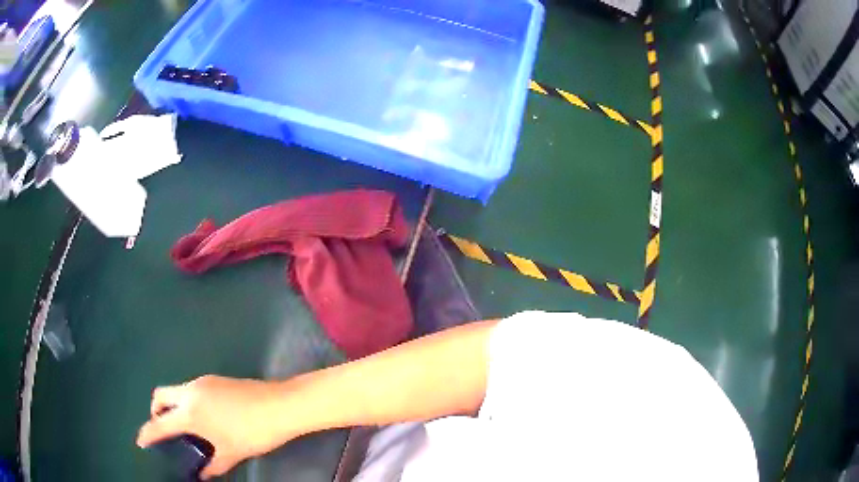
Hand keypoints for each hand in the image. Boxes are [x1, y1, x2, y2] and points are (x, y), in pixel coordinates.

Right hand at [137, 375, 294, 478]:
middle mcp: (190, 393)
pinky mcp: (214, 379)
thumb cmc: (252, 434)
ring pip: (176, 390)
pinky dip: (186, 401)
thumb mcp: (231, 453)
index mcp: (190, 413)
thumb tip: (202, 475)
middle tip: (162, 428)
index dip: (148, 433)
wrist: (280, 406)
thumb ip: (213, 465)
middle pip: (160, 396)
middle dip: (155, 411)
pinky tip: (202, 416)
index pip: (160, 424)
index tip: (140, 440)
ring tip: (183, 425)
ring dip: (172, 404)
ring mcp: (202, 382)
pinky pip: (191, 389)